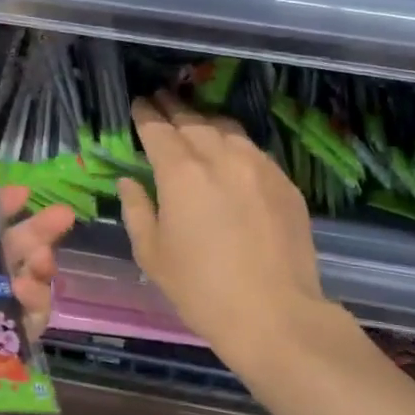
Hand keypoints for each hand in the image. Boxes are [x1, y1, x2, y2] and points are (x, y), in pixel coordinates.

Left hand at [0, 152, 74, 414]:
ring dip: (39, 269)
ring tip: (40, 264)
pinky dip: (34, 311)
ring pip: (22, 289)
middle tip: (63, 217)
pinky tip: (29, 298)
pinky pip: (24, 330)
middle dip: (38, 233)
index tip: (26, 193)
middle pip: (8, 253)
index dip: (2, 206)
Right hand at [118, 94, 324, 361]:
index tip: (138, 104)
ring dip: (205, 121)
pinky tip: (229, 153)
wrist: (274, 314)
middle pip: (193, 121)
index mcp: (181, 173)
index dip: (145, 114)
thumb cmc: (201, 289)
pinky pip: (253, 150)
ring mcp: (258, 166)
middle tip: (160, 100)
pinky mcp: (284, 182)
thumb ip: (137, 210)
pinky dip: (234, 144)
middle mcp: (221, 157)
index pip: (158, 129)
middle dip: (173, 109)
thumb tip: (129, 182)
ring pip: (227, 129)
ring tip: (193, 121)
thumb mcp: (152, 254)